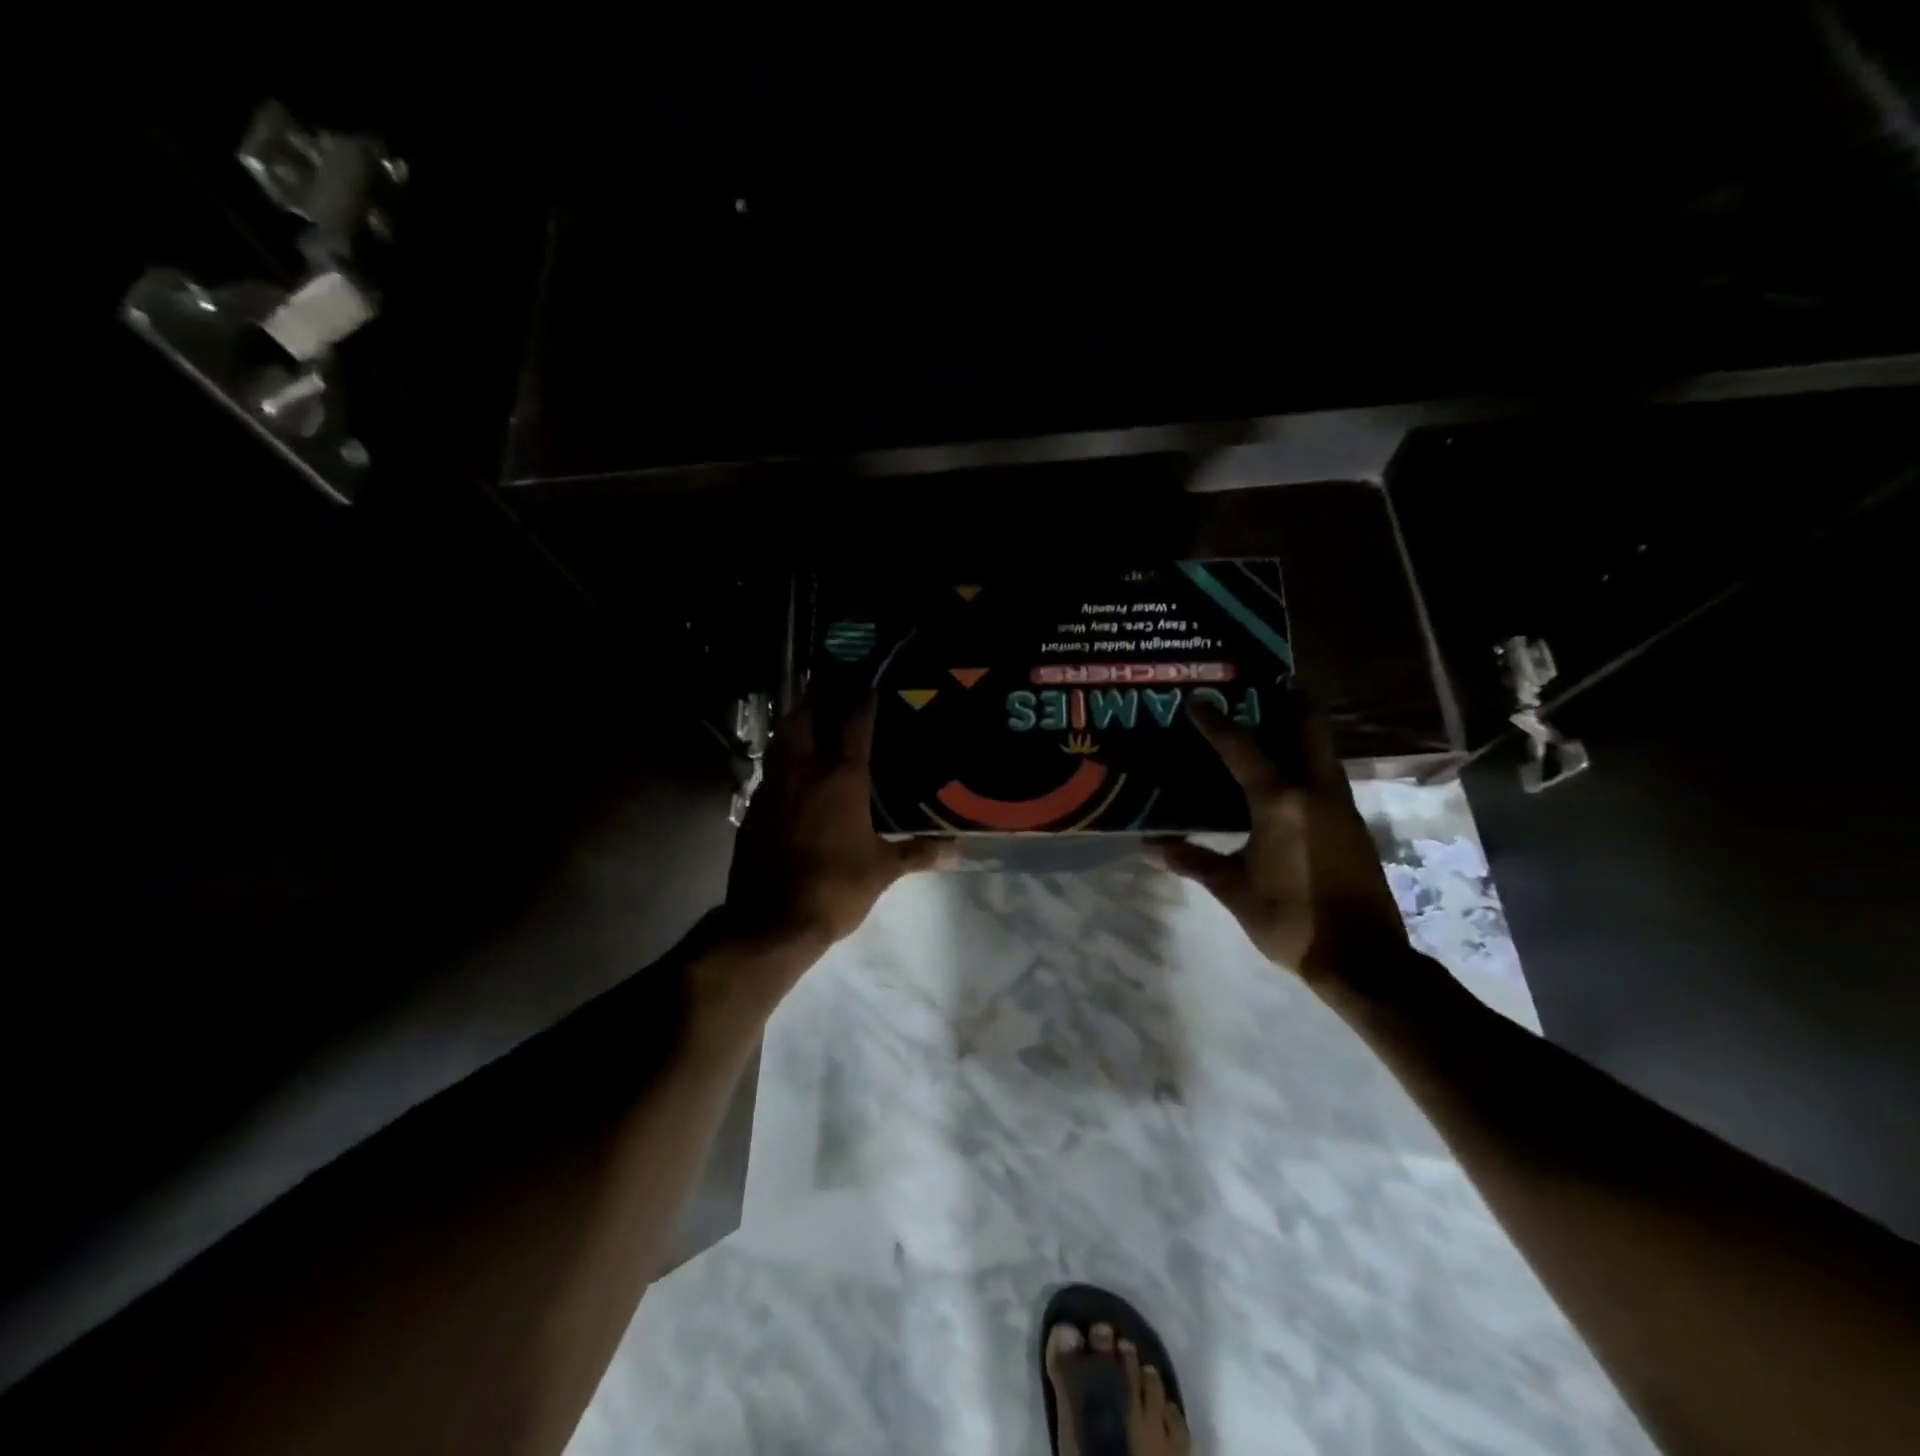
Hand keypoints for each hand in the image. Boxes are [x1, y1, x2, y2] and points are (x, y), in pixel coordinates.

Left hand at [725, 693, 947, 950]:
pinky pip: (770, 772)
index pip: (853, 724)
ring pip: (780, 742)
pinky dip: (781, 759)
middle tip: (825, 681)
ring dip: (793, 724)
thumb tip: (958, 850)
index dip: (862, 699)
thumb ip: (919, 852)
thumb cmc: (835, 887)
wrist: (772, 921)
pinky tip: (792, 770)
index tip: (868, 681)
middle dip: (813, 697)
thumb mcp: (883, 870)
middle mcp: (803, 772)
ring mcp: (773, 789)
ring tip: (807, 716)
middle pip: (803, 719)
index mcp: (841, 778)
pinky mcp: (753, 810)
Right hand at [1154, 695, 1410, 990]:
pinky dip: (1307, 761)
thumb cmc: (1290, 920)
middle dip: (1290, 700)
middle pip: (1308, 728)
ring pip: (1322, 750)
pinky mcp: (1354, 824)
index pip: (1243, 749)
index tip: (1198, 699)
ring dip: (1301, 730)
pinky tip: (1289, 776)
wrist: (1363, 959)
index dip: (1217, 723)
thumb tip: (1149, 847)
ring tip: (1273, 720)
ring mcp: (1341, 806)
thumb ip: (1194, 861)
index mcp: (1280, 803)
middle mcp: (1316, 792)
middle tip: (1265, 683)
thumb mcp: (1234, 890)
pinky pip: (1327, 776)